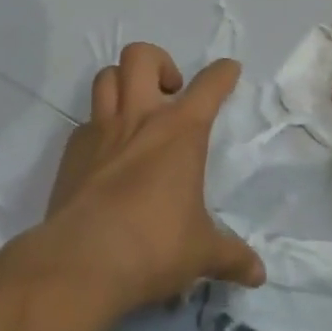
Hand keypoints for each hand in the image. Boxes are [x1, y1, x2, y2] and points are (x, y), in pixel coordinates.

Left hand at [43, 43, 264, 311]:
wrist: (83, 261)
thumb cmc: (154, 246)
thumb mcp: (201, 253)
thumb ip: (231, 256)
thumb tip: (259, 274)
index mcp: (180, 131)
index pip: (209, 86)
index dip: (223, 73)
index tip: (230, 70)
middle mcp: (140, 118)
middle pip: (141, 56)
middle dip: (158, 63)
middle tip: (169, 94)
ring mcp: (101, 130)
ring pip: (106, 77)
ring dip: (123, 83)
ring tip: (136, 110)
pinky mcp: (72, 151)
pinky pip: (85, 122)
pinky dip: (99, 127)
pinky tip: (107, 154)